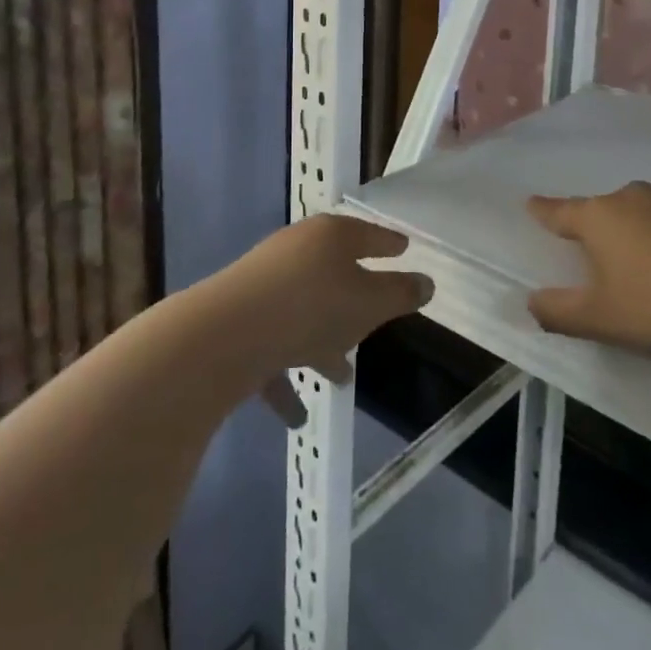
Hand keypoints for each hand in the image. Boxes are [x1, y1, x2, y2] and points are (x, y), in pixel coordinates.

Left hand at [220, 214, 432, 425]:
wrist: (224, 335)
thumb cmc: (311, 308)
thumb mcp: (369, 303)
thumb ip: (400, 294)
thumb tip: (426, 283)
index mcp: (329, 237)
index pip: (367, 234)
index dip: (388, 243)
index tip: (403, 248)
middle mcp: (295, 252)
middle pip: (333, 271)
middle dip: (354, 299)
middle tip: (373, 319)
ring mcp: (263, 284)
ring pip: (303, 311)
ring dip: (321, 341)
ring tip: (341, 375)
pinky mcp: (238, 318)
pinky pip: (272, 346)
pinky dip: (286, 376)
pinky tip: (297, 415)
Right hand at [526, 182, 650, 376]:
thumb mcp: (599, 320)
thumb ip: (558, 311)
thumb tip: (532, 302)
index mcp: (600, 217)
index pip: (559, 211)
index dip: (542, 211)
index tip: (530, 205)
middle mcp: (632, 198)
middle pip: (602, 211)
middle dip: (594, 229)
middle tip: (593, 257)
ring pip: (639, 214)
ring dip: (632, 233)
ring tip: (639, 269)